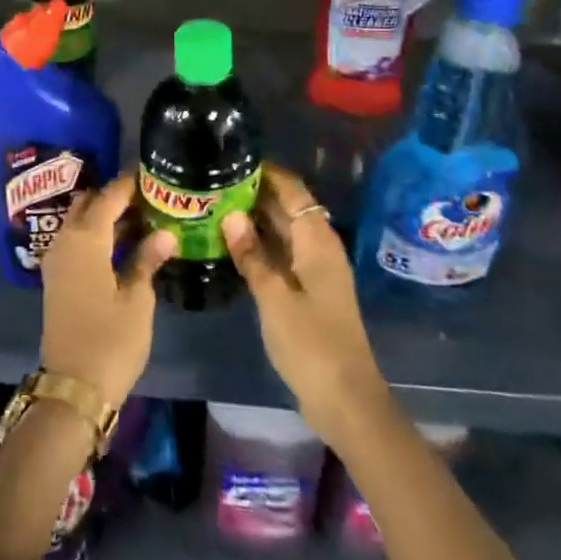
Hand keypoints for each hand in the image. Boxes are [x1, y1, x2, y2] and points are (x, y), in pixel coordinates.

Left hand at [38, 174, 175, 410]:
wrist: (73, 388)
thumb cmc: (110, 340)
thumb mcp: (137, 299)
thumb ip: (147, 260)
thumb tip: (165, 233)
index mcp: (86, 239)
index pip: (109, 196)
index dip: (129, 183)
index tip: (152, 173)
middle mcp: (66, 240)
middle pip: (89, 204)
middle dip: (115, 196)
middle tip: (148, 198)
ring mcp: (57, 260)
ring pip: (80, 222)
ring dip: (105, 216)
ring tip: (141, 217)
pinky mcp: (57, 278)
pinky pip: (76, 241)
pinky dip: (96, 234)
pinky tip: (121, 244)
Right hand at [221, 167, 392, 448]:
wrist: (345, 399)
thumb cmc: (311, 343)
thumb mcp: (274, 297)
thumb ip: (251, 255)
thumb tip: (230, 215)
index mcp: (316, 240)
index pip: (292, 190)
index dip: (266, 172)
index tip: (232, 160)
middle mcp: (318, 247)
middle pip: (288, 208)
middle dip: (255, 194)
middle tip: (214, 182)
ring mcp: (314, 270)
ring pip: (283, 232)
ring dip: (255, 220)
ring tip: (215, 207)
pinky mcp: (308, 291)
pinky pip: (282, 254)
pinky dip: (260, 245)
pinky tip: (232, 245)